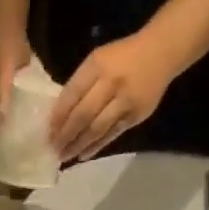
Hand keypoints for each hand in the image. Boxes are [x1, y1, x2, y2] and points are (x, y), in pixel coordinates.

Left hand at [49, 32, 176, 160]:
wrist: (161, 52)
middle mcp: (111, 83)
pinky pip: (112, 134)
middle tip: (53, 149)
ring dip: (78, 145)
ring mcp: (125, 101)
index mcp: (98, 65)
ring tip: (65, 157)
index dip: (58, 116)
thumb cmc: (123, 57)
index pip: (72, 94)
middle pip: (83, 115)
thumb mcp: (98, 60)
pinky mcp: (136, 115)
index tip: (47, 132)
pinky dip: (96, 147)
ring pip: (97, 128)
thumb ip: (80, 84)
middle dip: (65, 135)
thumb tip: (59, 115)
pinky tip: (84, 155)